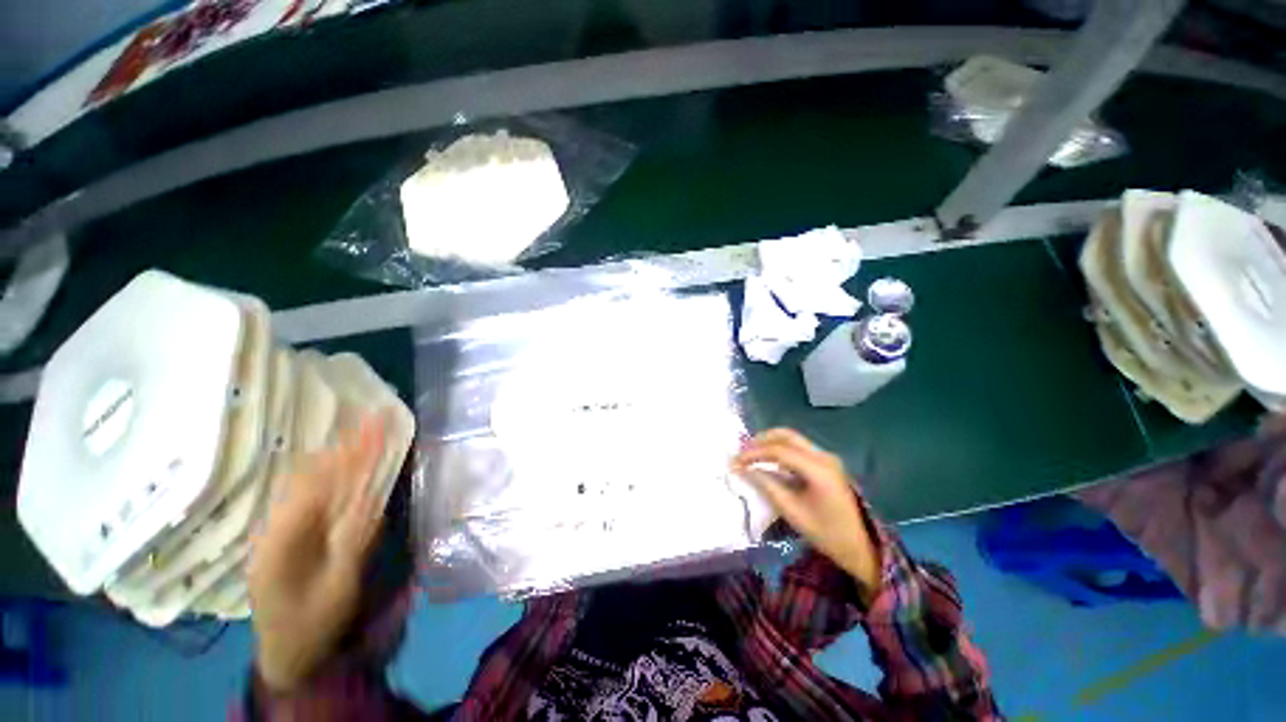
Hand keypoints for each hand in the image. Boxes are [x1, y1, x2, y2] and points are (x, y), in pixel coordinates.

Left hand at [248, 414, 386, 692]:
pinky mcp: (285, 534)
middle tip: (373, 419)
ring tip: (362, 430)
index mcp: (282, 542)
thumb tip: (372, 500)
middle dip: (344, 446)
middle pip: (310, 477)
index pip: (319, 486)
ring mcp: (277, 529)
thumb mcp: (339, 589)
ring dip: (336, 454)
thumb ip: (353, 544)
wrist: (286, 652)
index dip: (348, 455)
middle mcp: (275, 527)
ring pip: (306, 482)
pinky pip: (307, 494)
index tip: (373, 429)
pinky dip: (328, 471)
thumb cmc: (313, 624)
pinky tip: (340, 459)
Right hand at [732, 429, 880, 599]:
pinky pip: (798, 448)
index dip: (754, 453)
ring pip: (793, 439)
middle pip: (787, 436)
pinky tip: (768, 460)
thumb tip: (745, 469)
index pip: (779, 451)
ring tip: (750, 454)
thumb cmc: (827, 534)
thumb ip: (767, 486)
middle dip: (761, 440)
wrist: (862, 547)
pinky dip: (780, 449)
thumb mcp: (793, 512)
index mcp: (819, 470)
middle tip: (742, 451)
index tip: (736, 461)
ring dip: (770, 442)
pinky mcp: (826, 463)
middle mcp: (824, 456)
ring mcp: (827, 458)